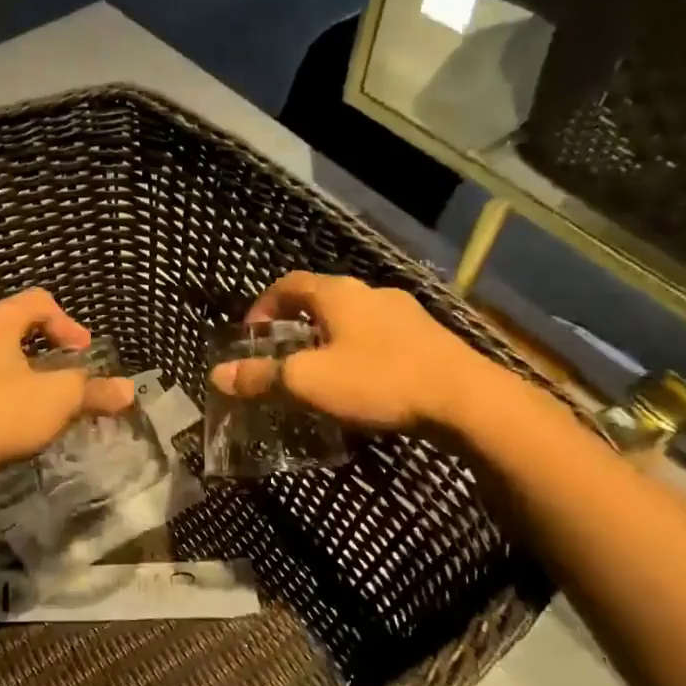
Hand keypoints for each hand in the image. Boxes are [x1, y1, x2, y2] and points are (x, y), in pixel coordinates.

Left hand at [0, 289, 134, 476]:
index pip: (38, 301)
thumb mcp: (58, 398)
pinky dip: (3, 395)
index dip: (68, 323)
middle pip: (15, 329)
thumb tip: (127, 390)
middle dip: (47, 350)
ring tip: (42, 401)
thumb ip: (93, 391)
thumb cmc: (2, 411)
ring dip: (24, 375)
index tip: (83, 353)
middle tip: (66, 374)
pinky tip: (13, 422)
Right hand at [208, 272, 495, 432]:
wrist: (467, 400)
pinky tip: (364, 384)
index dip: (263, 306)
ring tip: (321, 374)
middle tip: (282, 358)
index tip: (251, 336)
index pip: (289, 284)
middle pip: (321, 300)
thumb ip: (261, 377)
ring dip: (329, 340)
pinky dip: (360, 352)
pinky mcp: (429, 337)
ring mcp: (405, 313)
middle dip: (295, 326)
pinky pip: (380, 337)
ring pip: (353, 319)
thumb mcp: (309, 382)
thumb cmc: (379, 380)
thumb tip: (217, 375)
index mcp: (338, 294)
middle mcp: (371, 293)